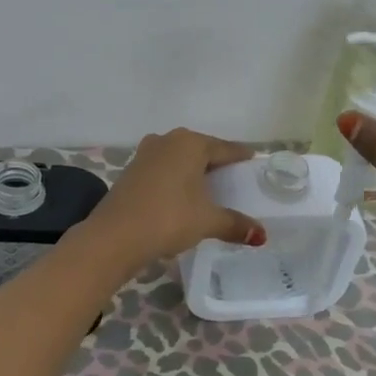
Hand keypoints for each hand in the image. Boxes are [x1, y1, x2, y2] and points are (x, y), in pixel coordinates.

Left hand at [84, 129, 267, 275]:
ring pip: (179, 158)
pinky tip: (181, 195)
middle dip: (216, 162)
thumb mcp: (207, 221)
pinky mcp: (131, 170)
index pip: (224, 148)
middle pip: (201, 149)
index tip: (252, 160)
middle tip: (233, 177)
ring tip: (208, 187)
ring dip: (193, 170)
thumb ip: (235, 224)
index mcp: (190, 143)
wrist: (115, 235)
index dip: (240, 156)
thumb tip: (261, 235)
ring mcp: (145, 154)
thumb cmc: (168, 218)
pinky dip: (175, 179)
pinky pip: (163, 170)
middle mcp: (167, 140)